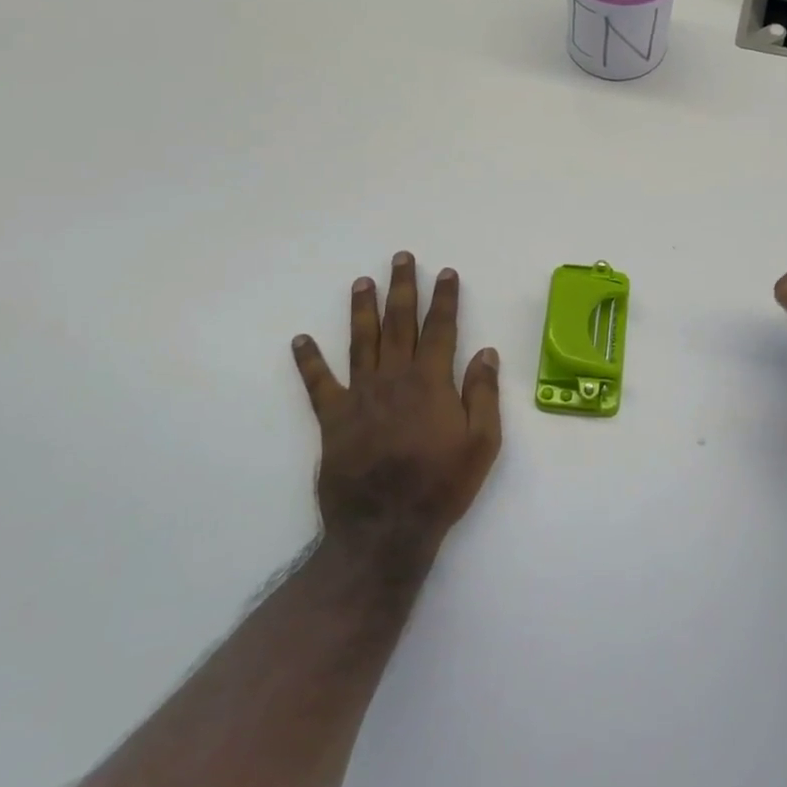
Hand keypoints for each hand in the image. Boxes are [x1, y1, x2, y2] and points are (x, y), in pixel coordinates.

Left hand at [292, 252, 501, 565]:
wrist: (386, 528)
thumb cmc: (441, 485)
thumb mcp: (482, 443)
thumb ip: (483, 394)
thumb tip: (486, 351)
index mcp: (431, 382)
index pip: (441, 329)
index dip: (445, 299)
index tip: (446, 273)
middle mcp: (394, 379)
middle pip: (399, 324)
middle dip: (402, 288)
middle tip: (401, 258)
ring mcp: (360, 396)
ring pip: (361, 342)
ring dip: (363, 310)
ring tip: (362, 282)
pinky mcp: (333, 419)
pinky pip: (318, 384)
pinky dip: (309, 361)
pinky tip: (300, 340)